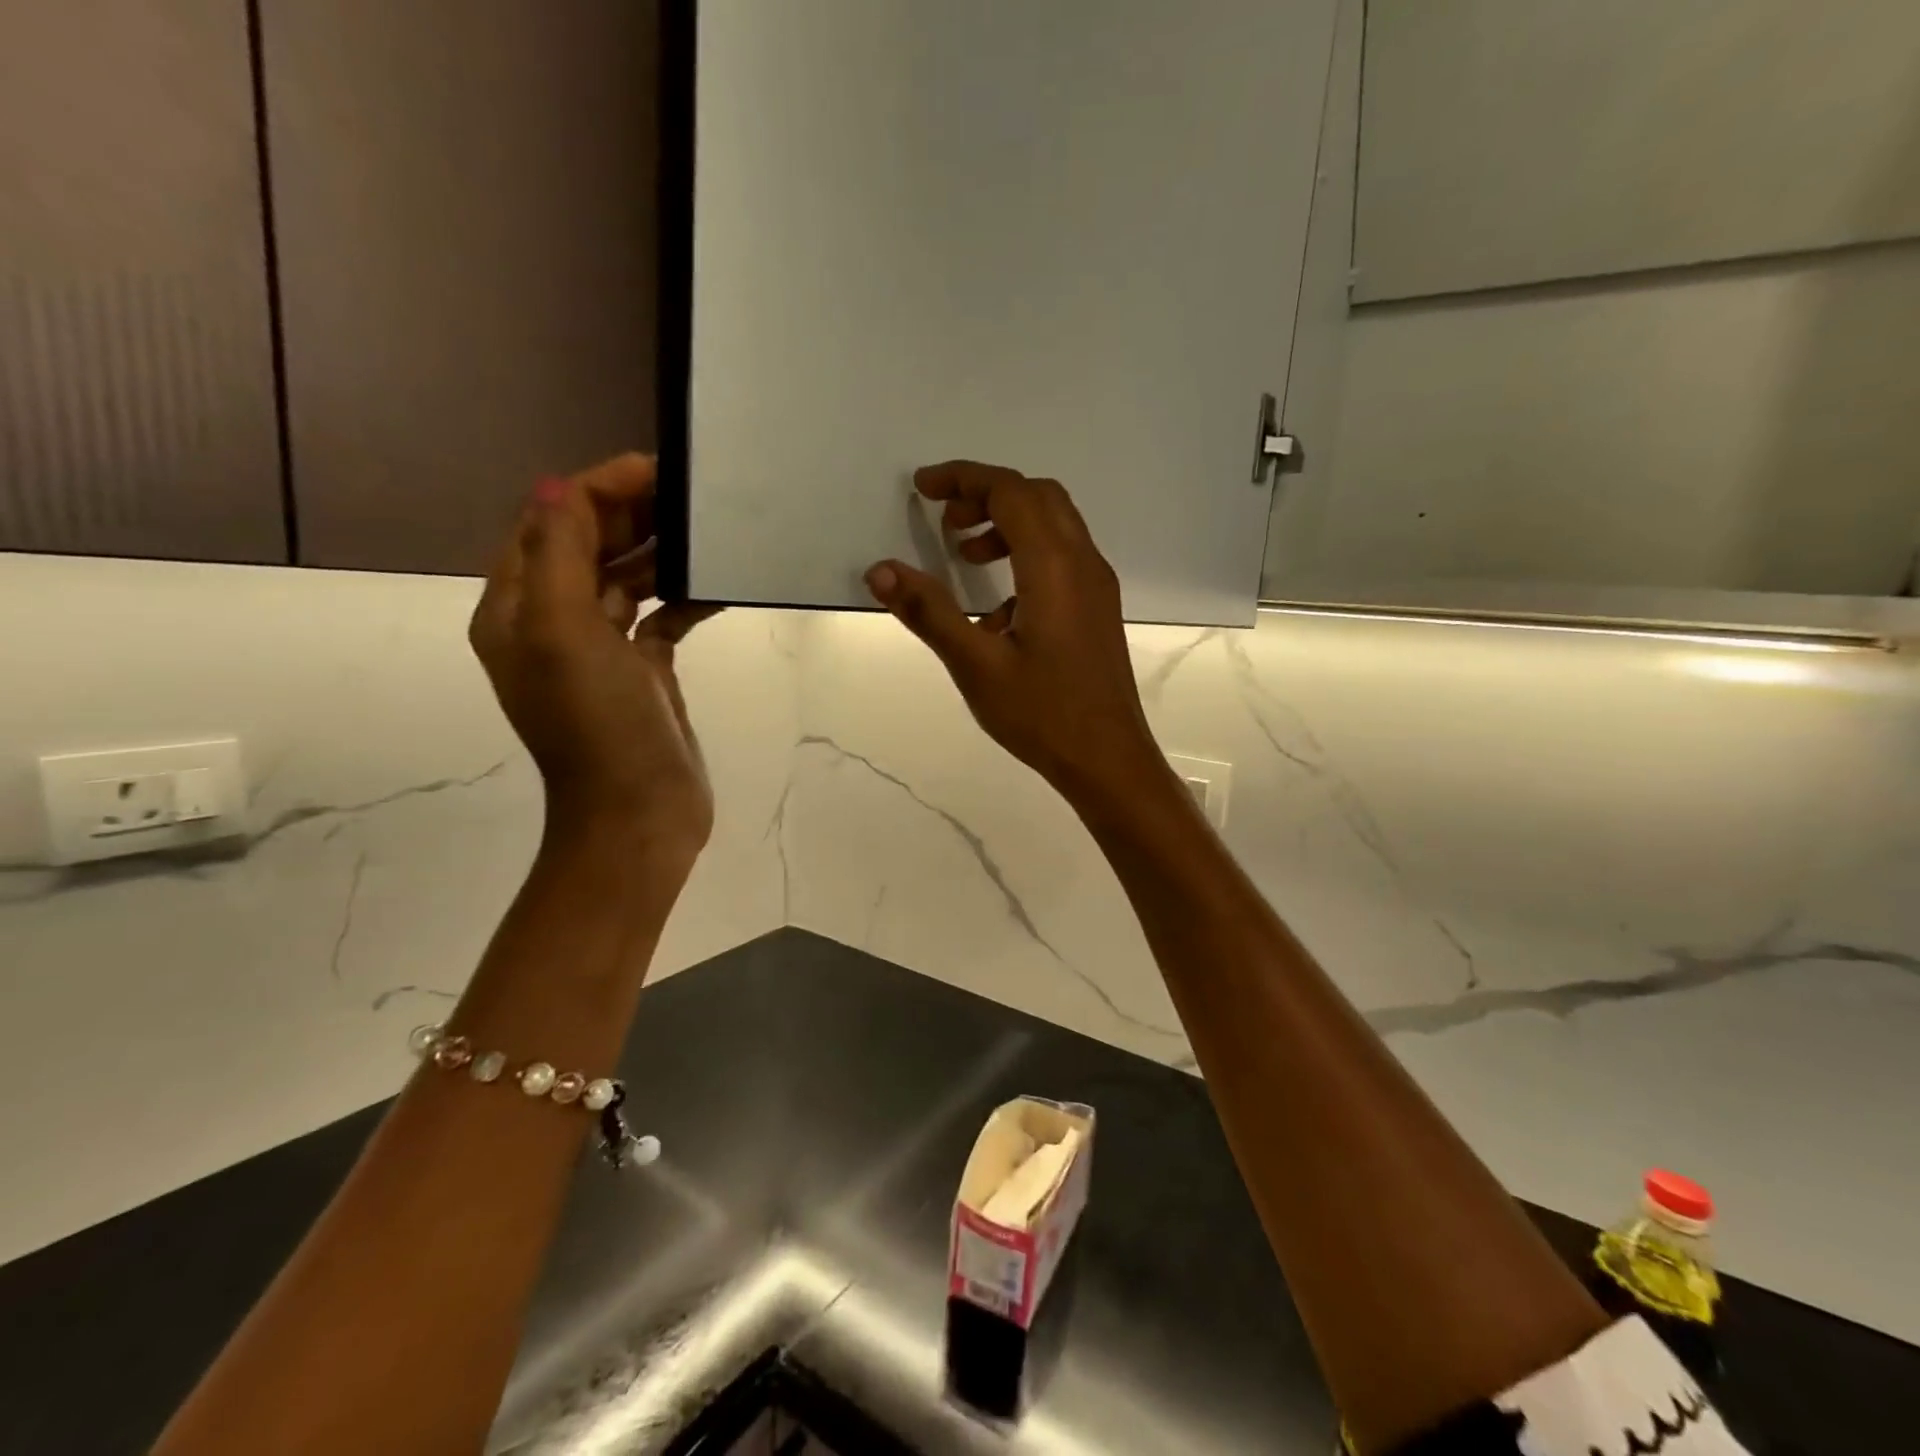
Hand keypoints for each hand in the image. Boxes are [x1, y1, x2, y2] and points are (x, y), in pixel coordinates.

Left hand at [470, 454, 718, 862]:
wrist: (639, 815)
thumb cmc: (599, 726)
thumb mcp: (565, 633)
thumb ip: (559, 554)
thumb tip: (560, 485)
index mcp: (518, 609)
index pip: (548, 522)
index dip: (596, 489)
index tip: (657, 471)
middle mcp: (553, 623)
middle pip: (587, 544)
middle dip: (631, 512)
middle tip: (690, 494)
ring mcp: (601, 649)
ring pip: (626, 576)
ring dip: (659, 550)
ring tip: (706, 529)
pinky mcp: (644, 672)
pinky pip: (661, 616)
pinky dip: (684, 596)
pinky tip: (718, 586)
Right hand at [865, 460, 1163, 807]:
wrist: (1107, 759)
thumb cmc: (1042, 714)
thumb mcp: (976, 665)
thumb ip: (929, 612)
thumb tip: (880, 570)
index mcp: (1054, 567)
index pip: (1010, 492)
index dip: (964, 479)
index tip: (922, 488)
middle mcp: (1084, 563)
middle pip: (1038, 497)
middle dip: (987, 494)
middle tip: (944, 520)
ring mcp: (1097, 586)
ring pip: (1055, 525)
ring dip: (1009, 524)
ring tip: (966, 556)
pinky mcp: (1098, 608)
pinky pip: (1064, 558)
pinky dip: (1027, 554)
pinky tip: (998, 606)